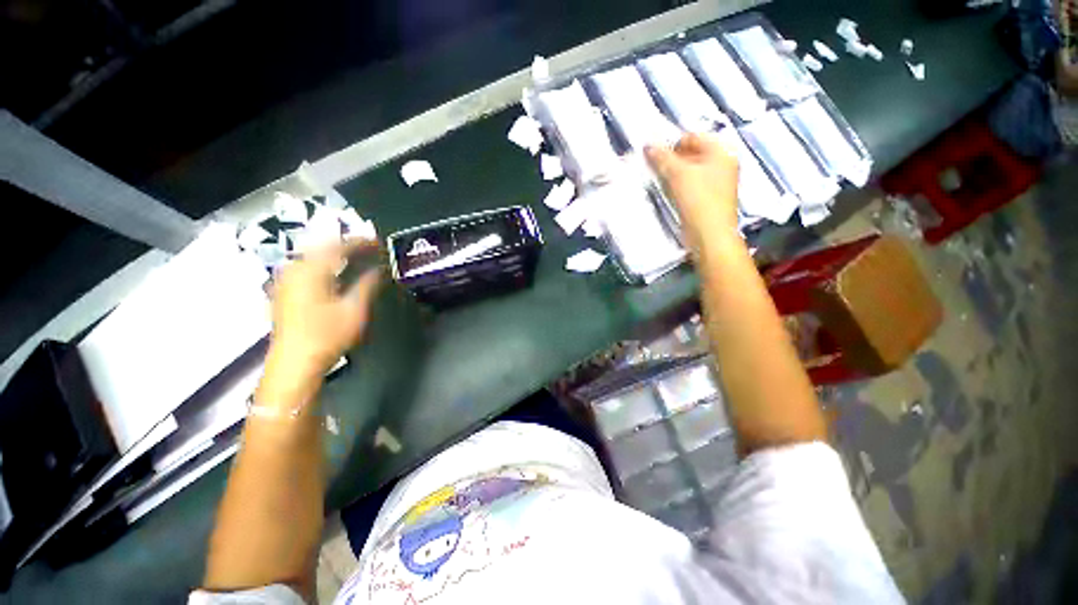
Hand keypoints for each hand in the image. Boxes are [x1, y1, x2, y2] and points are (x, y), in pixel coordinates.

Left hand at [266, 239, 381, 380]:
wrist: (295, 363)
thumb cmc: (327, 335)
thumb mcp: (354, 309)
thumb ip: (368, 284)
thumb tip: (379, 269)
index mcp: (311, 271)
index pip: (338, 246)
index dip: (360, 242)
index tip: (378, 242)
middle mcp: (294, 270)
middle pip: (322, 247)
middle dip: (347, 245)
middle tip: (369, 248)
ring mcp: (285, 280)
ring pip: (312, 256)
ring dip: (335, 254)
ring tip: (356, 257)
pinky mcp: (284, 291)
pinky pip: (306, 267)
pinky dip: (323, 264)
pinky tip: (334, 272)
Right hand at [645, 133, 739, 251]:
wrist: (709, 234)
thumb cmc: (698, 199)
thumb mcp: (678, 174)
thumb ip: (662, 158)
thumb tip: (648, 145)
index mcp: (721, 151)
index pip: (693, 137)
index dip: (672, 143)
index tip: (653, 156)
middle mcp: (722, 163)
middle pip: (692, 153)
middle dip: (671, 159)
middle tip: (653, 168)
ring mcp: (717, 182)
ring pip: (690, 170)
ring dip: (673, 173)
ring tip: (658, 180)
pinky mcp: (708, 198)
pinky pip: (691, 184)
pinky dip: (678, 185)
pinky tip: (668, 192)